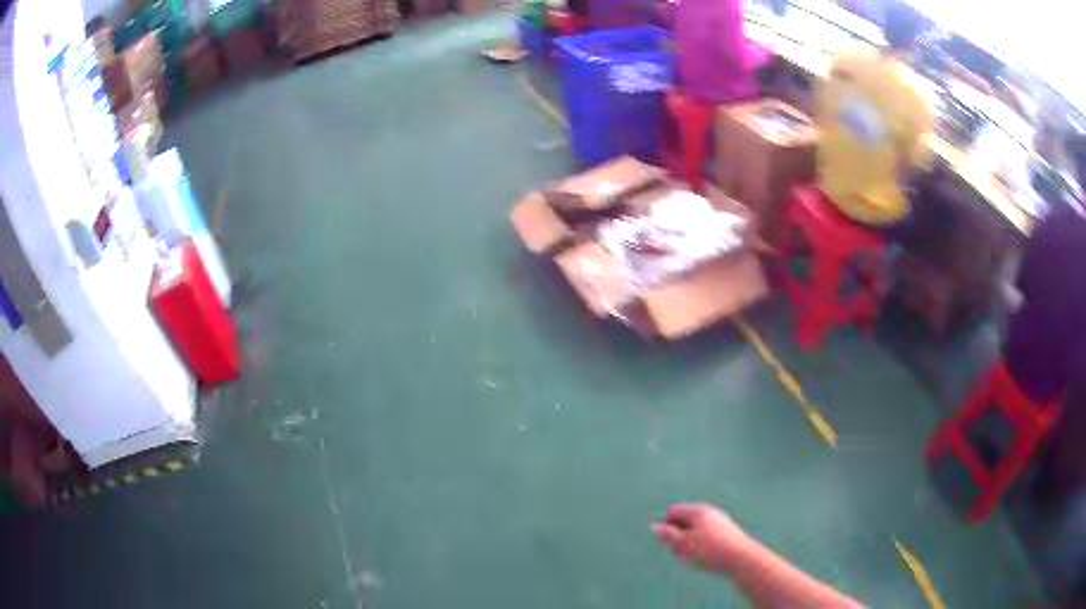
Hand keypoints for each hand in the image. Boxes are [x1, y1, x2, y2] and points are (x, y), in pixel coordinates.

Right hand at [653, 504, 753, 573]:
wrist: (742, 559)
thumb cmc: (710, 551)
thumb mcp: (683, 545)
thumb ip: (667, 535)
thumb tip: (655, 526)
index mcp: (698, 510)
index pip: (672, 512)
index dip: (666, 528)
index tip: (671, 545)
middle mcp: (710, 512)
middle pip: (684, 521)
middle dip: (678, 536)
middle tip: (681, 554)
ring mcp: (720, 522)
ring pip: (695, 531)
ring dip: (689, 543)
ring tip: (694, 558)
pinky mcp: (727, 533)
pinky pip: (706, 537)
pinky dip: (701, 546)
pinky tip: (706, 559)